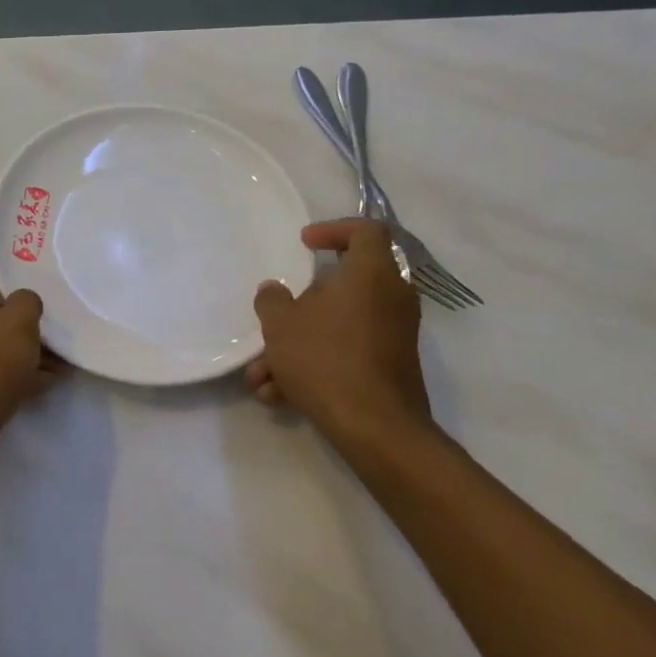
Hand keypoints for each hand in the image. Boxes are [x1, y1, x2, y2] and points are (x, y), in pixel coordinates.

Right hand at [246, 219, 436, 456]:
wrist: (374, 426)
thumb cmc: (325, 358)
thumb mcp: (280, 324)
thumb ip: (272, 300)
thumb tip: (274, 291)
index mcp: (371, 274)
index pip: (367, 231)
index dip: (334, 230)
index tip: (304, 245)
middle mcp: (390, 299)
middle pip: (344, 285)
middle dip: (299, 307)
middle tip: (276, 316)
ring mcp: (394, 335)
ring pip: (337, 326)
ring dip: (296, 346)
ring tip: (261, 374)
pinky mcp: (389, 367)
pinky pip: (346, 354)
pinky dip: (314, 367)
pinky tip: (279, 395)